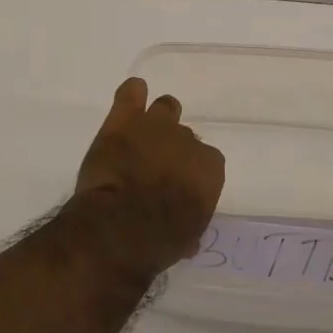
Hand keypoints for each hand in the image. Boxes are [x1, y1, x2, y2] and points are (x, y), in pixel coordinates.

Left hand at [71, 77, 225, 273]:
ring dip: (156, 119)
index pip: (206, 162)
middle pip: (184, 136)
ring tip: (142, 133)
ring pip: (165, 108)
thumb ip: (189, 223)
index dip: (189, 172)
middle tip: (154, 166)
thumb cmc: (160, 239)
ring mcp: (156, 125)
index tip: (176, 185)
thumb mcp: (186, 237)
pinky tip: (129, 98)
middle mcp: (188, 140)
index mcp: (210, 169)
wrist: (122, 226)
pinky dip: (131, 94)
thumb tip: (185, 234)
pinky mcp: (124, 120)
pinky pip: (131, 92)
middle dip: (171, 149)